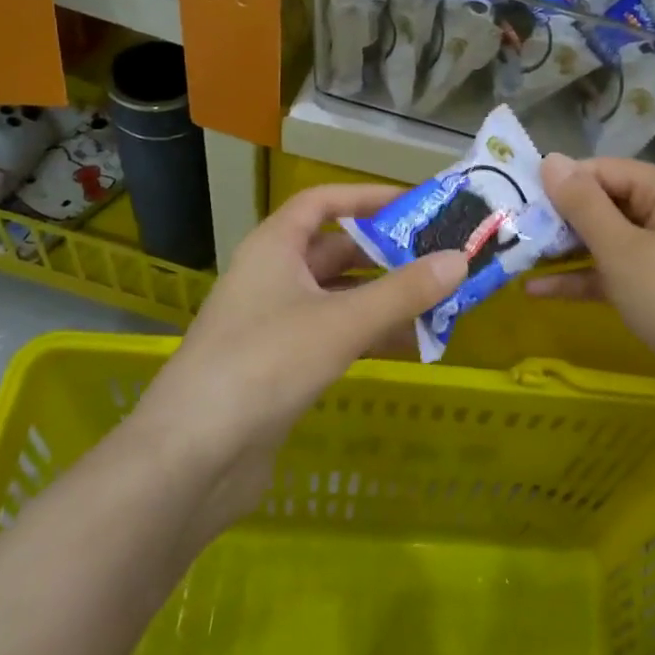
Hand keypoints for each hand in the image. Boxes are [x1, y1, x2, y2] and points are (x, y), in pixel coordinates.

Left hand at [127, 185, 465, 537]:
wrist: (194, 456)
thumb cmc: (266, 363)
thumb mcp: (342, 322)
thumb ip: (404, 292)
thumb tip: (460, 260)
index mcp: (274, 247)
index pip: (322, 202)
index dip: (367, 198)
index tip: (415, 205)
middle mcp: (272, 277)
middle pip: (336, 252)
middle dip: (387, 256)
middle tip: (441, 261)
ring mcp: (273, 324)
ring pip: (339, 298)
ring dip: (384, 300)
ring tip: (439, 305)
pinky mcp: (279, 366)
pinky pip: (333, 335)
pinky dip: (369, 336)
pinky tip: (410, 347)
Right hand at [528, 154, 654, 435]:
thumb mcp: (621, 249)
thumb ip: (582, 204)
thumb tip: (550, 159)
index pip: (606, 170)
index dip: (562, 183)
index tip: (517, 199)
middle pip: (608, 204)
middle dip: (561, 220)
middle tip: (511, 230)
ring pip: (611, 242)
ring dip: (567, 252)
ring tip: (517, 258)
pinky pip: (620, 273)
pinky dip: (586, 279)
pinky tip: (539, 291)